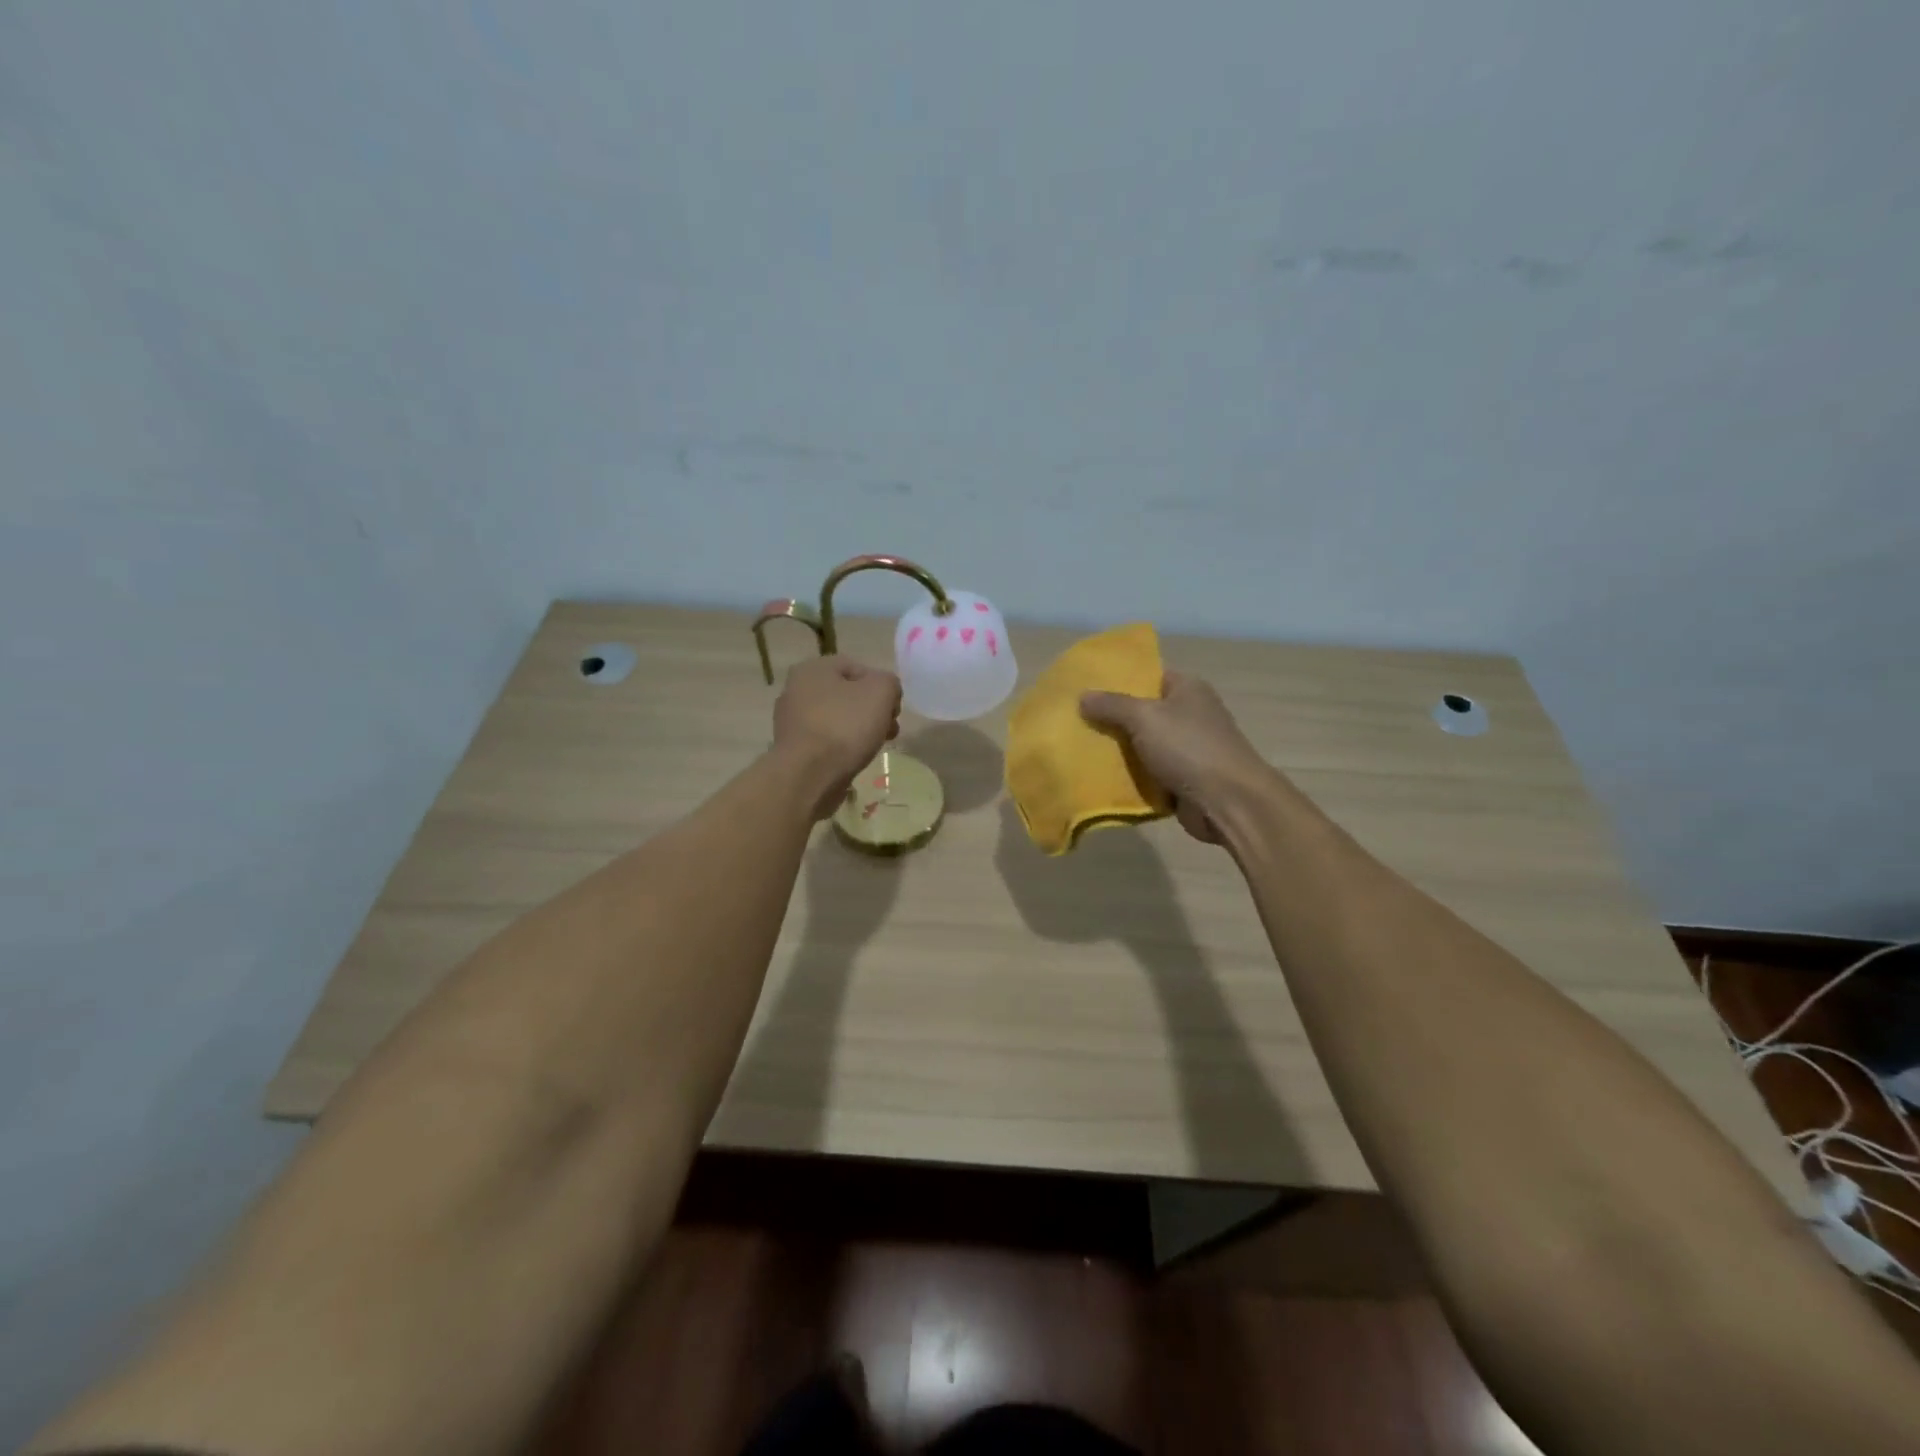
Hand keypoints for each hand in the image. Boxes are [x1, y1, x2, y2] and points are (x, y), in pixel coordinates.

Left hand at [773, 656, 902, 818]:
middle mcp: (795, 690)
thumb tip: (886, 692)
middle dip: (872, 711)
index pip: (857, 668)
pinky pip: (825, 741)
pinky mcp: (792, 749)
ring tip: (874, 747)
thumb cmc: (844, 727)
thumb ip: (889, 683)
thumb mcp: (881, 692)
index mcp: (812, 669)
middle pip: (847, 695)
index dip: (882, 687)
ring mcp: (791, 722)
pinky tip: (853, 760)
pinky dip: (841, 748)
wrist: (808, 776)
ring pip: (837, 719)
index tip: (894, 710)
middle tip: (889, 730)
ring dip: (859, 730)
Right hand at [1081, 671, 1271, 843]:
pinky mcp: (1185, 779)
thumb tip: (1083, 696)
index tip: (1087, 688)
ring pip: (1144, 745)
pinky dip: (1132, 776)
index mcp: (1187, 689)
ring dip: (1120, 751)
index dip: (1120, 680)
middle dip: (1113, 718)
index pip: (1149, 675)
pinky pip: (1150, 773)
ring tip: (1082, 749)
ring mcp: (1189, 748)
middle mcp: (1190, 714)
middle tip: (1077, 720)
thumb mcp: (1144, 717)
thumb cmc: (1189, 747)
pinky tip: (1102, 777)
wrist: (1228, 802)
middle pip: (1144, 711)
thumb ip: (1112, 705)